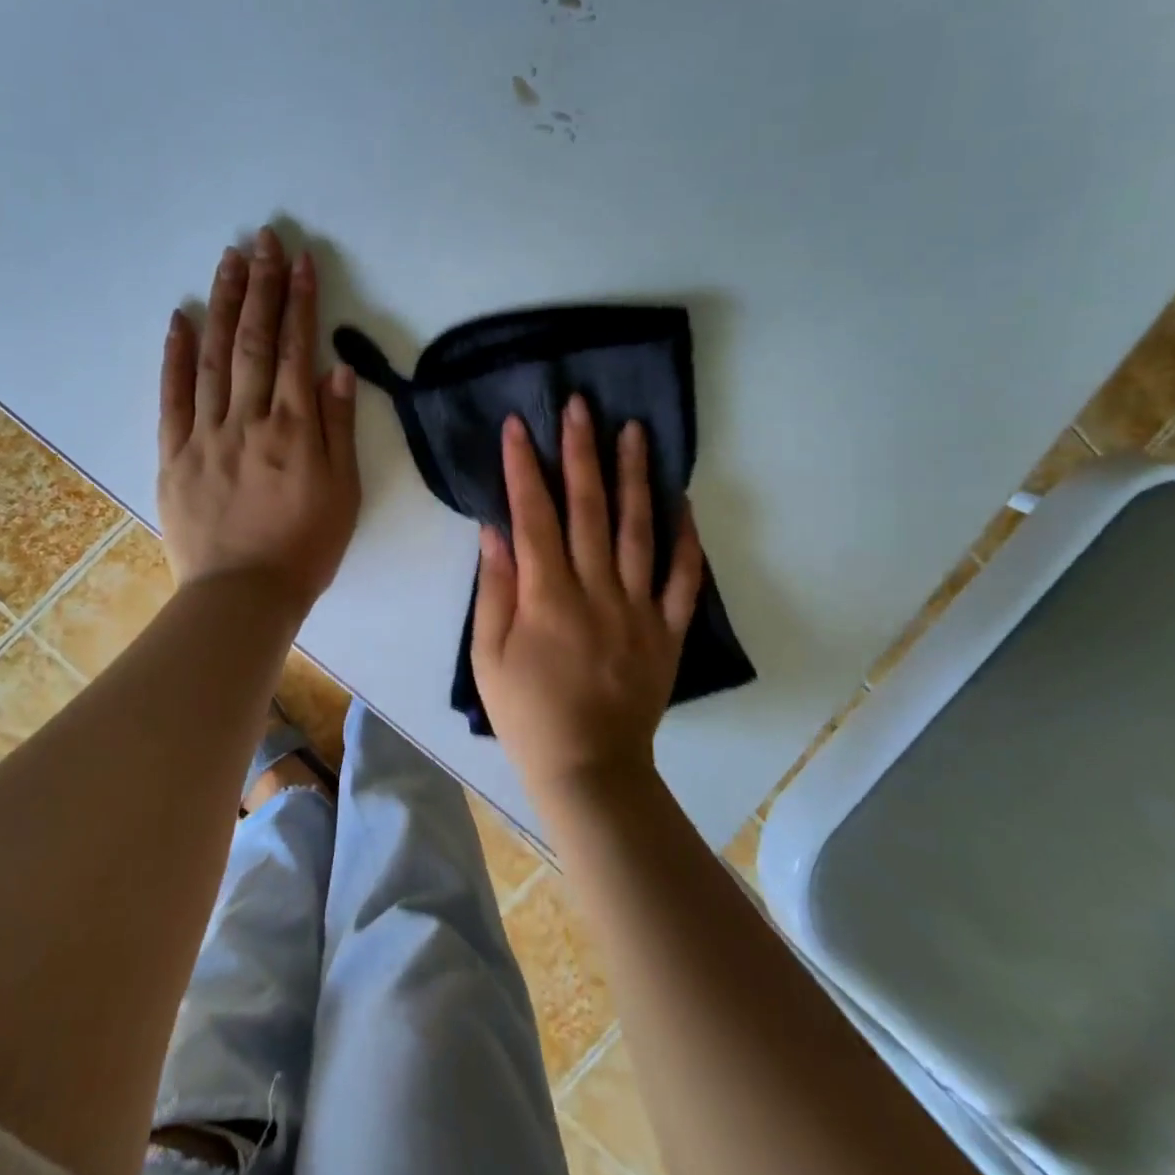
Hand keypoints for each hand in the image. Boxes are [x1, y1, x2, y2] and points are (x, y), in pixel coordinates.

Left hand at [157, 227, 360, 614]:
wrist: (244, 596)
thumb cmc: (306, 546)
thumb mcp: (344, 492)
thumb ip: (339, 428)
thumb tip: (335, 368)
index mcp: (294, 429)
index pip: (295, 350)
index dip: (299, 302)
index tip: (300, 260)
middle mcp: (248, 420)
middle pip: (253, 341)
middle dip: (261, 286)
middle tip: (263, 239)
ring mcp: (206, 434)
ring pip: (213, 358)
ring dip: (222, 304)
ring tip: (228, 260)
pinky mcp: (175, 454)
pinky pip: (173, 397)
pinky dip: (175, 355)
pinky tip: (180, 318)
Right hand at [472, 396, 703, 801]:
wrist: (589, 769)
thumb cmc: (527, 714)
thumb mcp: (488, 657)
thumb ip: (494, 589)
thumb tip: (495, 530)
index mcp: (547, 596)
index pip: (533, 516)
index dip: (523, 467)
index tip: (519, 425)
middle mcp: (596, 590)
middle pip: (588, 509)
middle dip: (581, 452)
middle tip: (582, 405)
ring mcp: (638, 608)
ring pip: (639, 530)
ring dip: (635, 477)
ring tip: (635, 432)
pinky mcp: (667, 630)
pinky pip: (682, 579)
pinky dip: (686, 540)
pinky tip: (682, 502)